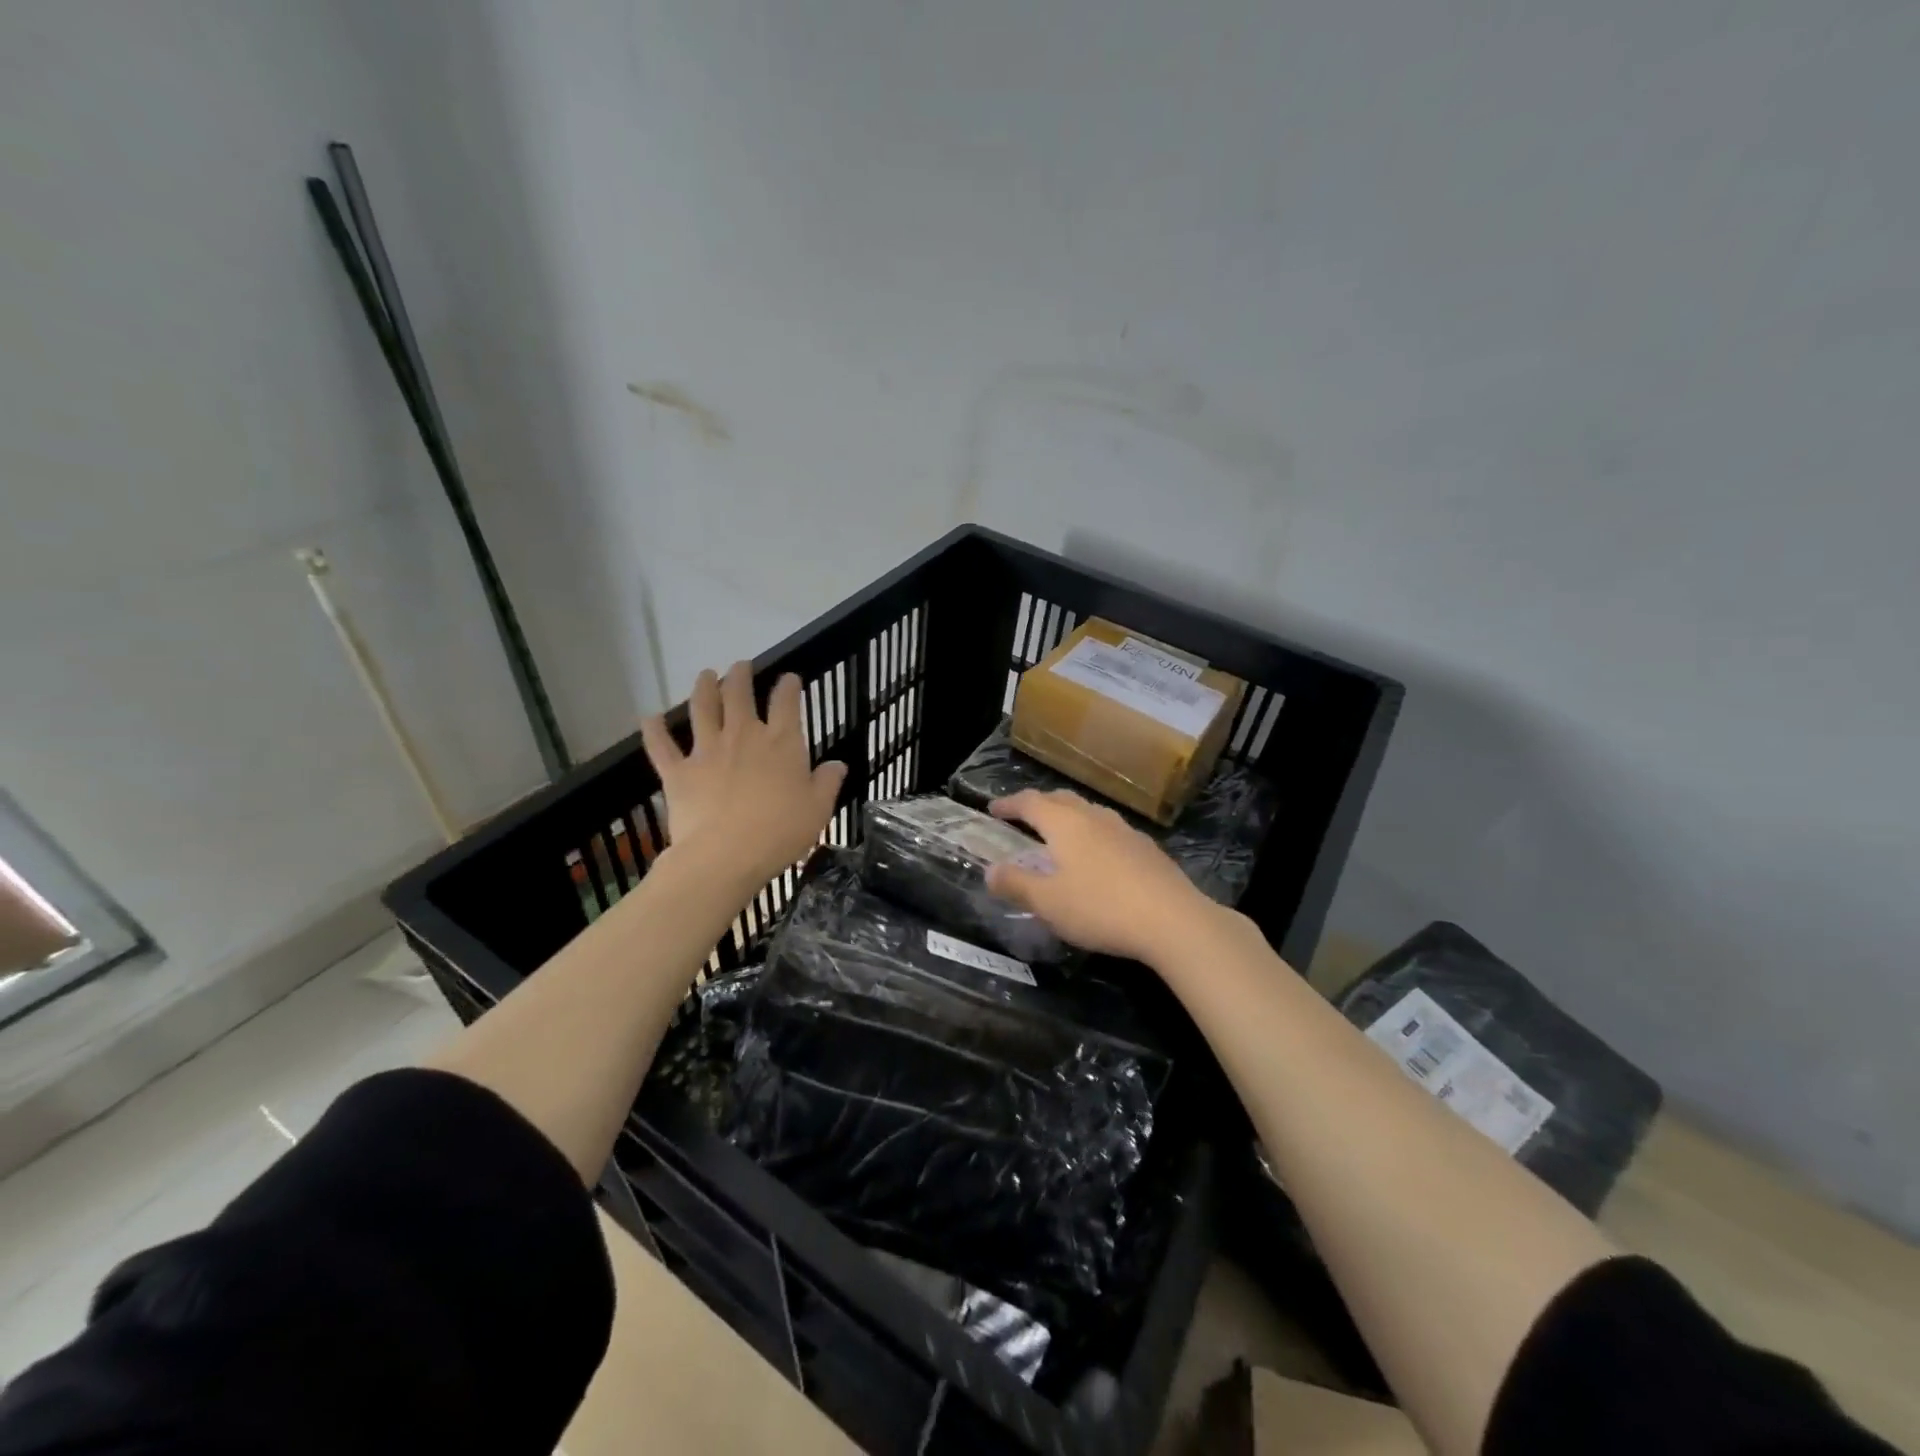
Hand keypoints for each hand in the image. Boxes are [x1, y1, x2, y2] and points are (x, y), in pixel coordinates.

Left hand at [640, 662, 846, 888]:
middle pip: (739, 695)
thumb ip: (827, 782)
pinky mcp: (678, 771)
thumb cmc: (780, 832)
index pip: (786, 703)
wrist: (725, 855)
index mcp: (781, 743)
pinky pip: (661, 745)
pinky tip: (649, 717)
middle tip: (741, 666)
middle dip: (740, 676)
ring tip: (705, 674)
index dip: (788, 687)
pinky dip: (654, 730)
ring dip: (703, 688)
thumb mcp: (818, 809)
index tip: (789, 678)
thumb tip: (837, 764)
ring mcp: (707, 751)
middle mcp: (743, 736)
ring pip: (702, 709)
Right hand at [985, 789, 1215, 963]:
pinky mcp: (1147, 848)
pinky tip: (1098, 859)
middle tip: (1023, 818)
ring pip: (1089, 813)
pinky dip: (1093, 835)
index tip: (993, 808)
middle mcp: (1094, 817)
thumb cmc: (1100, 908)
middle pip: (1061, 800)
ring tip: (1060, 837)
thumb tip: (990, 871)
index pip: (1030, 802)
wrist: (1173, 920)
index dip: (1008, 804)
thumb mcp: (1048, 903)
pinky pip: (1110, 831)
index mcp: (1065, 823)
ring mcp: (1125, 830)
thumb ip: (1016, 884)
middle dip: (1039, 805)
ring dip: (1069, 818)